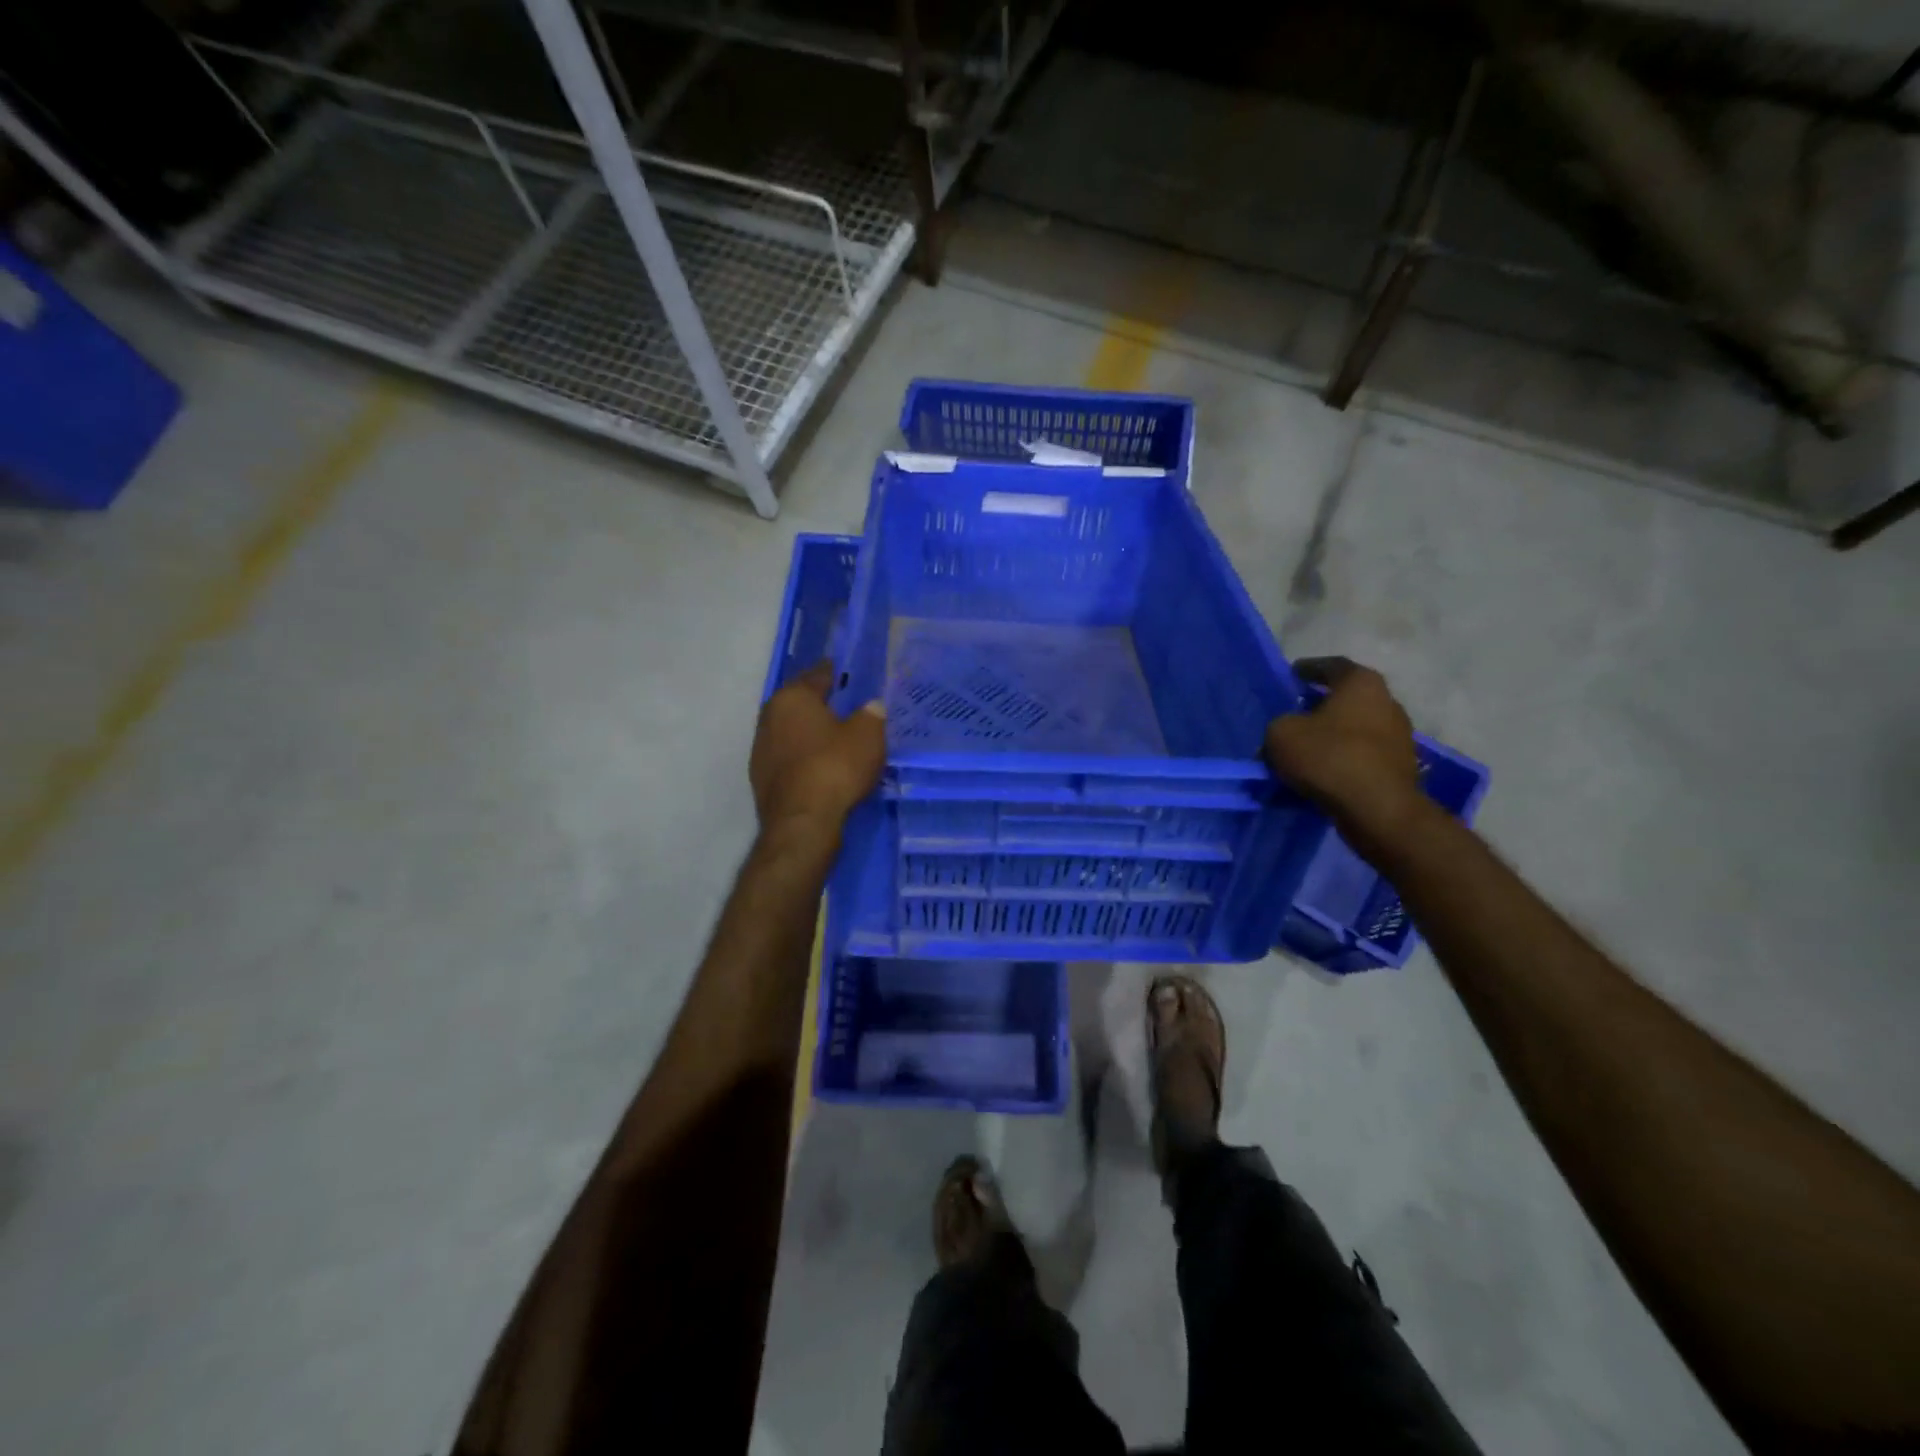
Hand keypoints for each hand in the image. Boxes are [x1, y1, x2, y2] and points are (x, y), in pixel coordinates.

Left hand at [750, 663, 886, 838]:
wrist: (802, 822)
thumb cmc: (835, 767)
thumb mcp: (868, 735)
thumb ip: (871, 714)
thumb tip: (871, 706)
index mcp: (792, 697)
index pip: (817, 675)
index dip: (835, 672)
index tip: (848, 672)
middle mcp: (769, 716)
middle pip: (799, 703)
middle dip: (820, 703)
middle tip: (845, 705)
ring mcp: (761, 749)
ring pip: (791, 731)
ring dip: (810, 732)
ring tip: (835, 737)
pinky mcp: (761, 778)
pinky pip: (789, 757)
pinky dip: (804, 756)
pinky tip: (821, 765)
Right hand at [1265, 657, 1427, 854]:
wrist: (1377, 809)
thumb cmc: (1328, 757)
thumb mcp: (1281, 734)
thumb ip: (1279, 724)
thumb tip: (1286, 732)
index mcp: (1361, 683)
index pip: (1332, 666)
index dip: (1308, 669)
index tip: (1292, 676)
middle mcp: (1388, 702)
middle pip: (1348, 698)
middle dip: (1321, 705)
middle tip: (1295, 714)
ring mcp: (1400, 736)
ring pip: (1357, 728)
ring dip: (1333, 735)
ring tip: (1307, 748)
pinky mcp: (1402, 766)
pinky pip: (1363, 755)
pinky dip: (1343, 759)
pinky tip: (1323, 772)